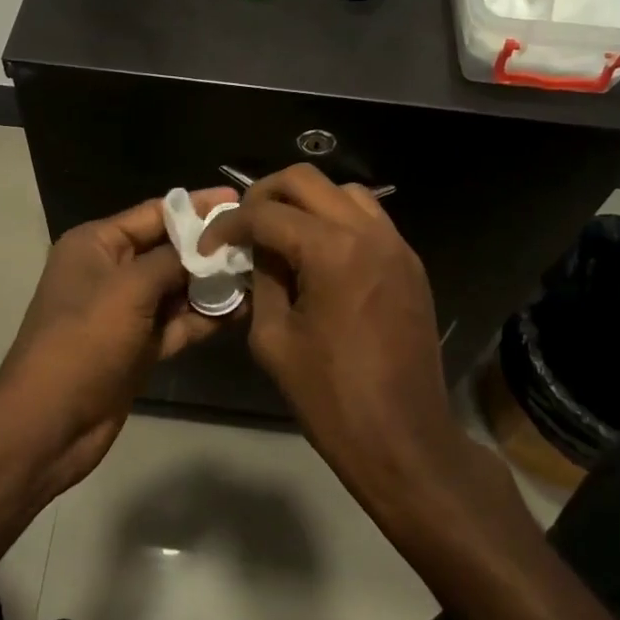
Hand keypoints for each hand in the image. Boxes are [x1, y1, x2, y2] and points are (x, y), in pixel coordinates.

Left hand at [0, 189, 236, 496]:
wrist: (51, 423)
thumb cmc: (83, 342)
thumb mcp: (128, 289)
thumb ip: (171, 260)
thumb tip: (208, 245)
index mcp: (97, 244)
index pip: (154, 213)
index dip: (197, 206)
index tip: (239, 199)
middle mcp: (112, 271)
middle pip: (170, 249)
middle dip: (211, 246)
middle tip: (259, 240)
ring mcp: (127, 311)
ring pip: (178, 288)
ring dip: (214, 283)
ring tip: (261, 273)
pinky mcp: (140, 345)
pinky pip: (179, 322)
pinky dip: (206, 317)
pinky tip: (242, 310)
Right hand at [200, 165, 461, 497]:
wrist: (404, 439)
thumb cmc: (330, 397)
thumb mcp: (274, 338)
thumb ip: (262, 281)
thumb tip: (257, 252)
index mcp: (332, 251)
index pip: (266, 213)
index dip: (229, 225)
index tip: (209, 245)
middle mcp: (369, 232)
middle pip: (306, 180)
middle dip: (264, 194)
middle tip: (243, 225)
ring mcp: (396, 245)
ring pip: (343, 191)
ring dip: (306, 203)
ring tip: (282, 235)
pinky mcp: (410, 264)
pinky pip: (369, 219)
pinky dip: (337, 220)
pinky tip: (319, 254)